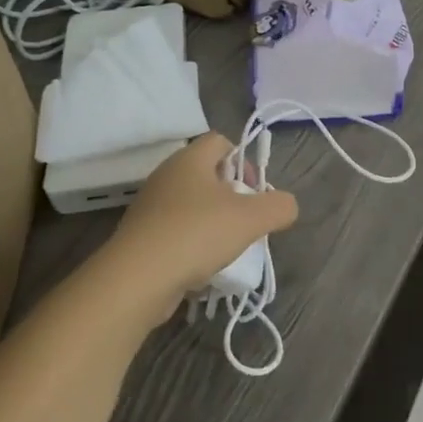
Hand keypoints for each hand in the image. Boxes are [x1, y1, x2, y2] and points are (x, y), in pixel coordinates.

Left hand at [101, 132, 299, 324]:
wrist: (135, 280)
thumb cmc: (196, 234)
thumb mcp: (251, 219)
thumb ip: (278, 206)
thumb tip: (287, 205)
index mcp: (190, 159)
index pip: (221, 141)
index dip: (244, 160)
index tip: (254, 191)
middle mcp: (167, 175)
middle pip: (208, 175)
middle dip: (232, 196)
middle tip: (246, 222)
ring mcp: (150, 207)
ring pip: (192, 206)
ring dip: (213, 223)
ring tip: (227, 249)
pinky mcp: (140, 237)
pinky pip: (175, 232)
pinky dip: (192, 245)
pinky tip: (202, 268)